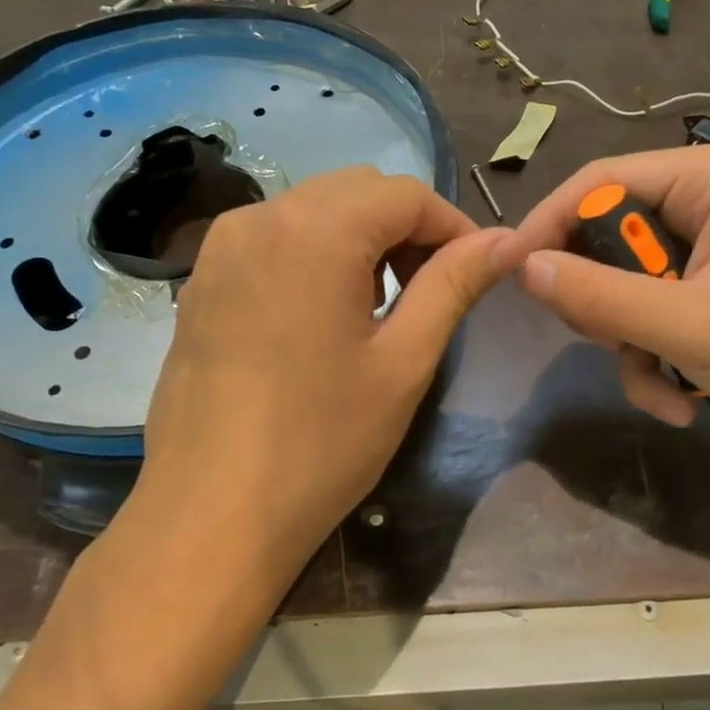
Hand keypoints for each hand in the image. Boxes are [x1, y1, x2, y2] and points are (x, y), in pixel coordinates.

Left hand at [136, 167, 516, 584]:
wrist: (209, 517)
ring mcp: (220, 247)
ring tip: (378, 307)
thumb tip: (507, 240)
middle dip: (405, 228)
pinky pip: (273, 239)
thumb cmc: (320, 444)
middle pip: (355, 192)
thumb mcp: (403, 362)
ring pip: (312, 210)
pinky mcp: (201, 280)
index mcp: (314, 229)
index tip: (476, 271)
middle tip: (430, 291)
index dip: (451, 225)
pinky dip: (314, 254)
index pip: (404, 194)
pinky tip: (322, 315)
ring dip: (359, 239)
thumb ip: (454, 285)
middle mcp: (259, 217)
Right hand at [513, 142, 709, 466]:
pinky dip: (653, 355)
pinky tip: (680, 398)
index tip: (511, 273)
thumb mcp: (689, 326)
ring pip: (624, 281)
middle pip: (610, 235)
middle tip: (610, 343)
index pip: (602, 180)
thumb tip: (521, 268)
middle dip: (605, 303)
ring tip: (662, 385)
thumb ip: (599, 295)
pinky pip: (650, 308)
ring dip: (630, 342)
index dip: (550, 223)